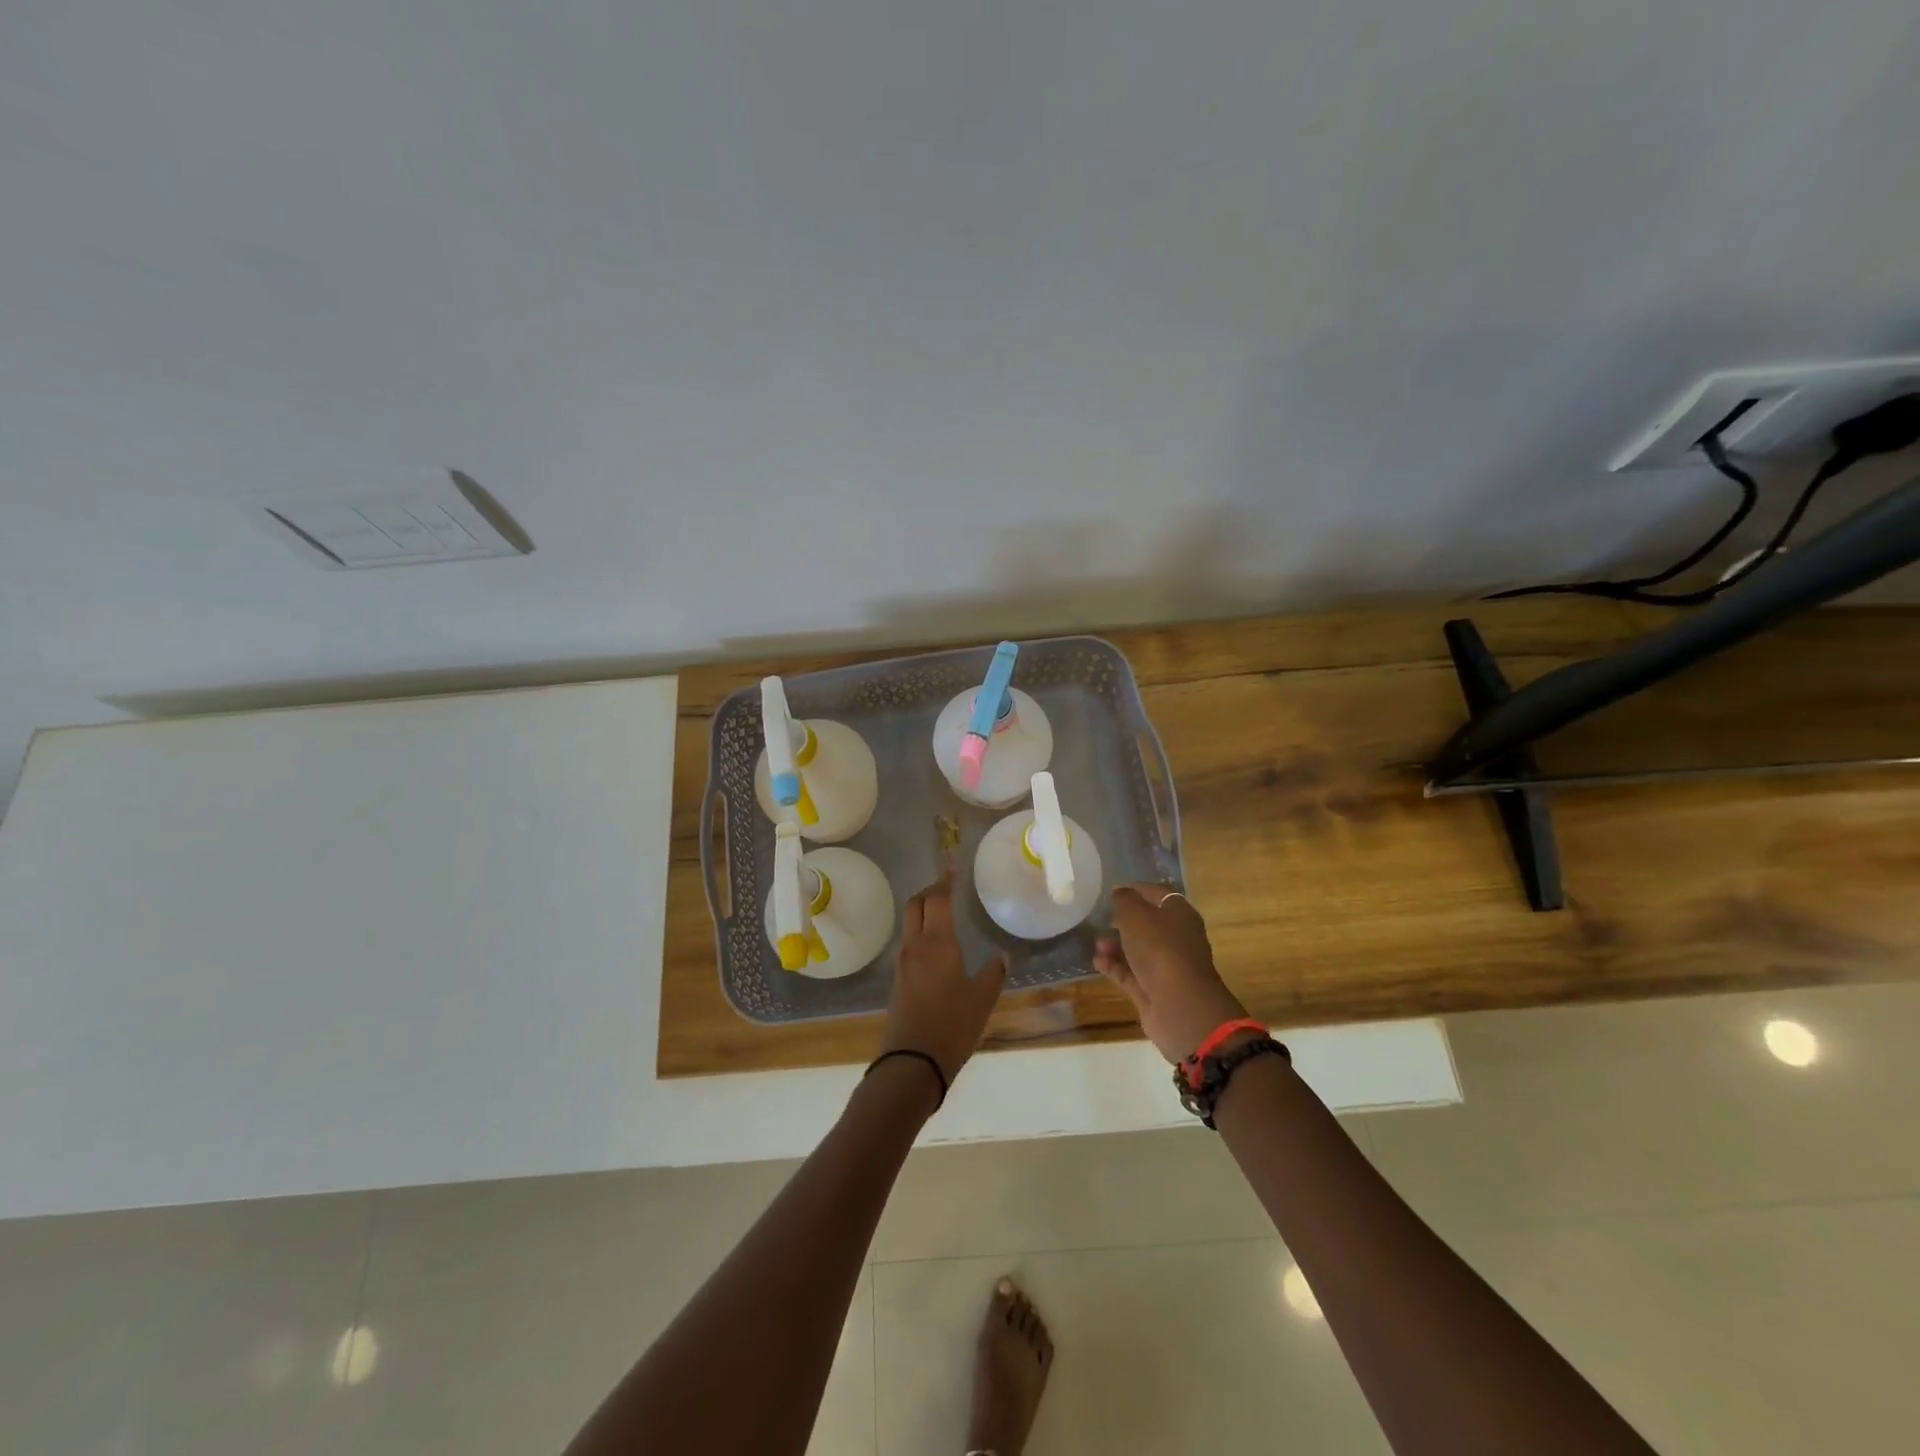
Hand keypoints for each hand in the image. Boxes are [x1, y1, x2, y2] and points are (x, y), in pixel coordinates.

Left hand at [879, 874, 1007, 1090]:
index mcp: (937, 943)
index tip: (954, 870)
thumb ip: (993, 973)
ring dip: (922, 910)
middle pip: (916, 904)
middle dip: (929, 890)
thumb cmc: (952, 1025)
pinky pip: (908, 943)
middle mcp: (916, 946)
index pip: (938, 899)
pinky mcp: (898, 980)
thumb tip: (1003, 955)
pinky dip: (920, 932)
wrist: (912, 1062)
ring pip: (909, 923)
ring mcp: (903, 963)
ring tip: (942, 913)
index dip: (945, 881)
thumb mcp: (982, 999)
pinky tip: (935, 945)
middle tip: (947, 887)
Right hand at [1094, 885, 1248, 1063]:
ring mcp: (1166, 966)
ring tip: (1097, 944)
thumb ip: (1124, 900)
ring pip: (1137, 950)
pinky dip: (1115, 966)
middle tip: (1101, 919)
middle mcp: (1176, 938)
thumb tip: (1120, 893)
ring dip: (1116, 945)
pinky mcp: (1154, 989)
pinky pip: (1131, 972)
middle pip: (1147, 923)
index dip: (1136, 890)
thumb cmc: (1160, 948)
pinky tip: (1097, 962)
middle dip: (1122, 921)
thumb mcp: (1136, 915)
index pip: (1158, 894)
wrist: (1180, 1006)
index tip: (1112, 891)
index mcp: (1180, 914)